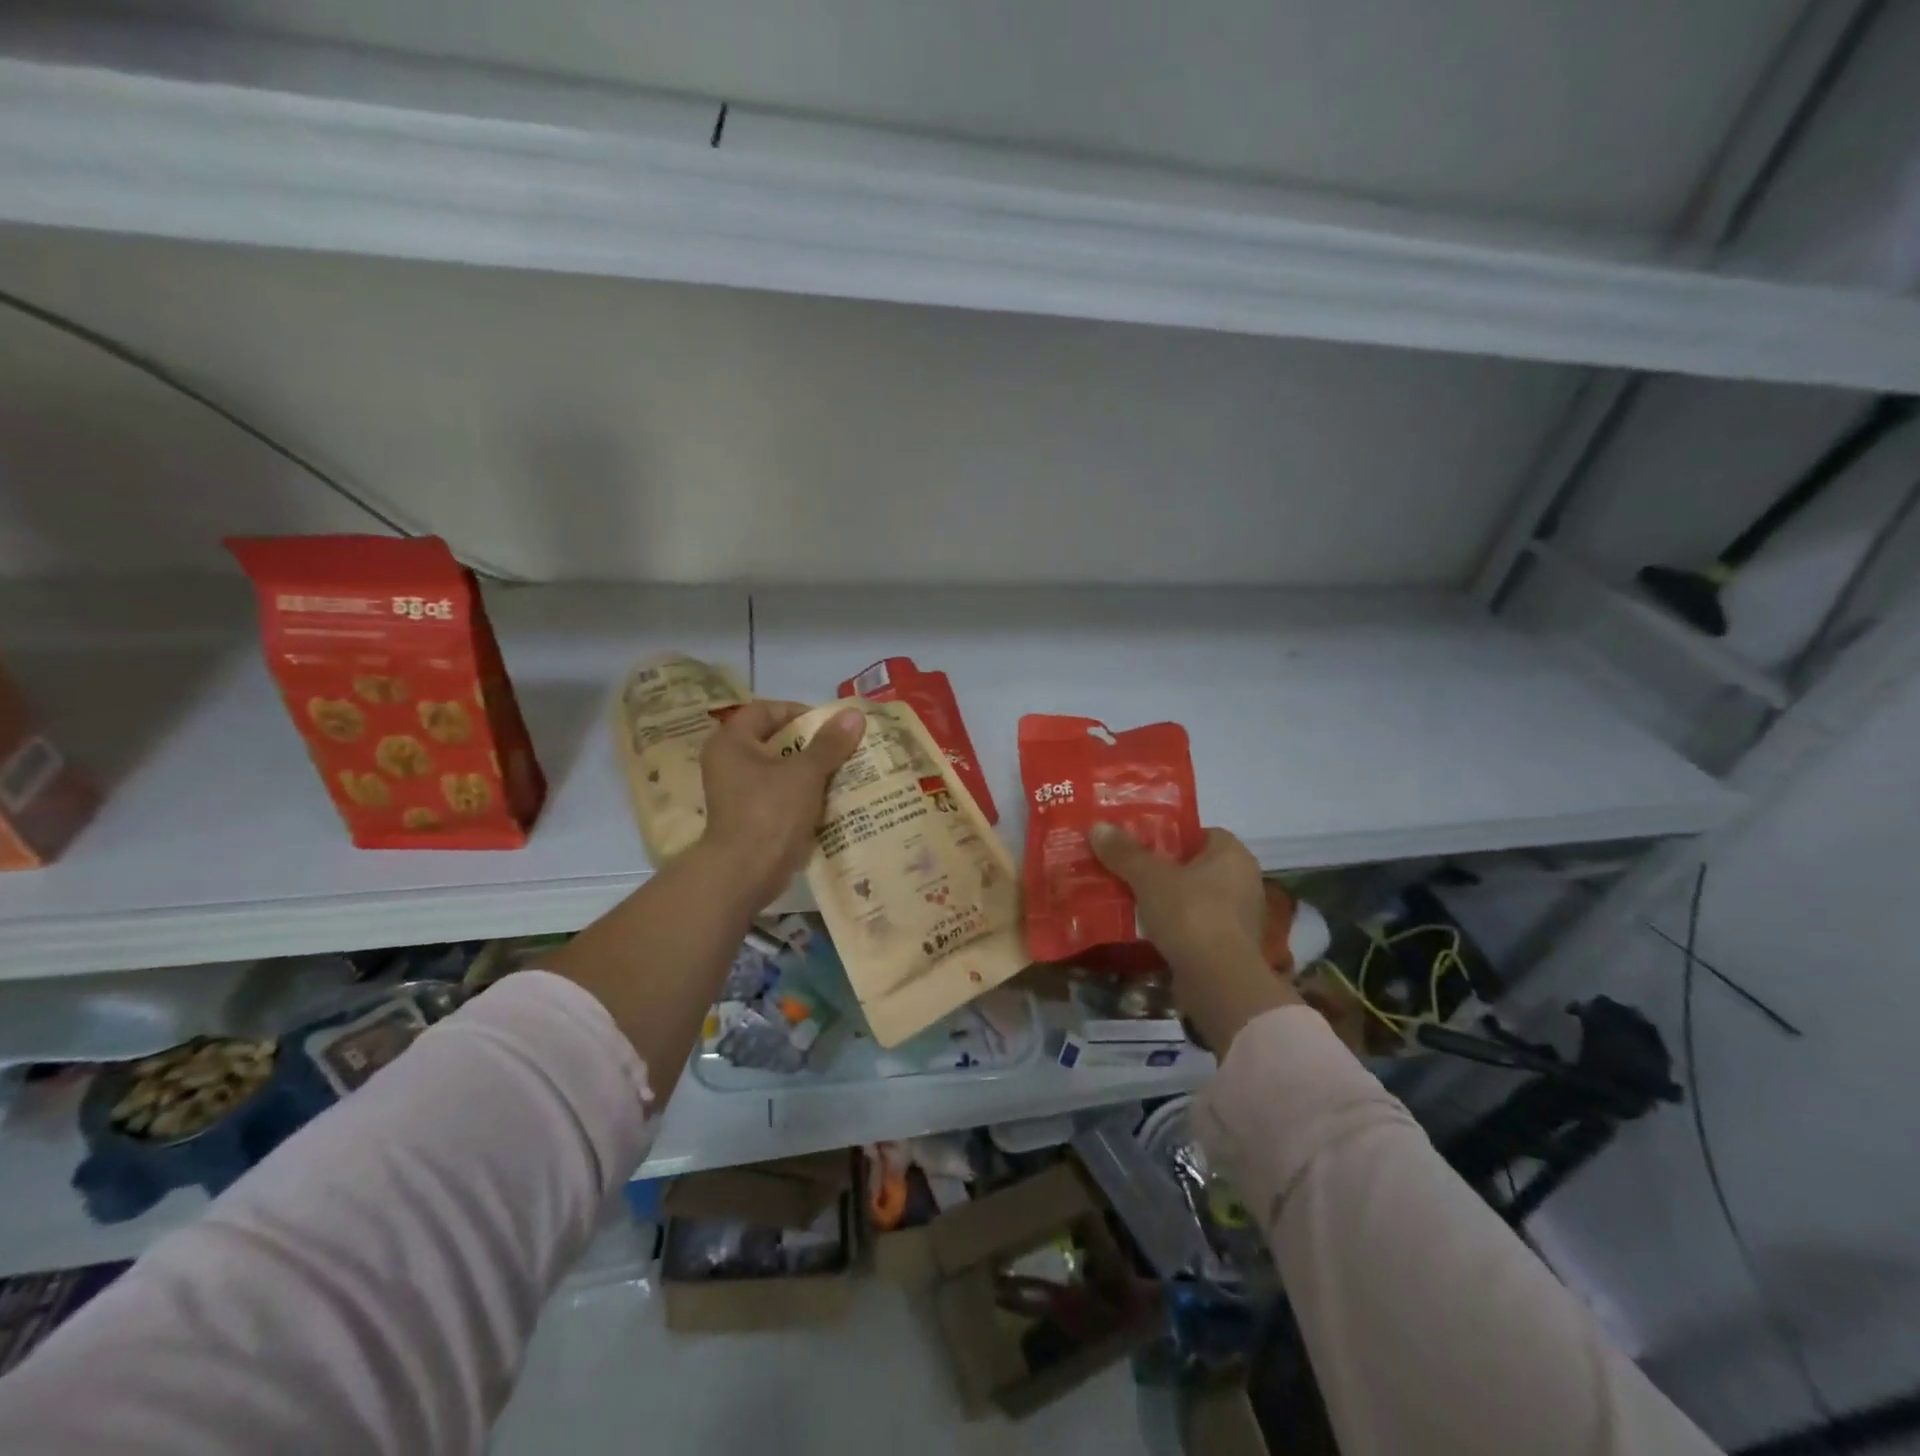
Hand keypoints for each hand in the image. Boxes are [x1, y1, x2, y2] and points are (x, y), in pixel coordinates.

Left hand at [696, 700, 864, 908]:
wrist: (745, 873)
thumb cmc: (770, 812)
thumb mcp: (806, 773)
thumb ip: (830, 743)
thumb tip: (854, 714)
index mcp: (732, 742)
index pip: (767, 710)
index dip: (800, 713)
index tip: (831, 726)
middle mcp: (728, 762)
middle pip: (774, 740)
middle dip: (811, 744)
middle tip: (843, 748)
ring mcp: (736, 792)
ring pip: (779, 770)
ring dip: (809, 771)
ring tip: (843, 773)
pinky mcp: (748, 817)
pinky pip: (779, 795)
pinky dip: (802, 794)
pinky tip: (830, 800)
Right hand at [1091, 824, 1263, 962]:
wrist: (1218, 982)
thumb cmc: (1191, 915)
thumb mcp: (1149, 878)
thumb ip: (1124, 852)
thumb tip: (1098, 826)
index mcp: (1233, 854)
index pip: (1199, 832)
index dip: (1168, 834)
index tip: (1138, 841)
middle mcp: (1243, 880)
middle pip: (1194, 865)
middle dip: (1162, 867)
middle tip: (1126, 867)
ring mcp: (1238, 917)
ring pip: (1193, 897)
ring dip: (1165, 898)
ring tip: (1129, 896)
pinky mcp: (1229, 947)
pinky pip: (1194, 924)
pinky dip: (1173, 924)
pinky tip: (1144, 927)